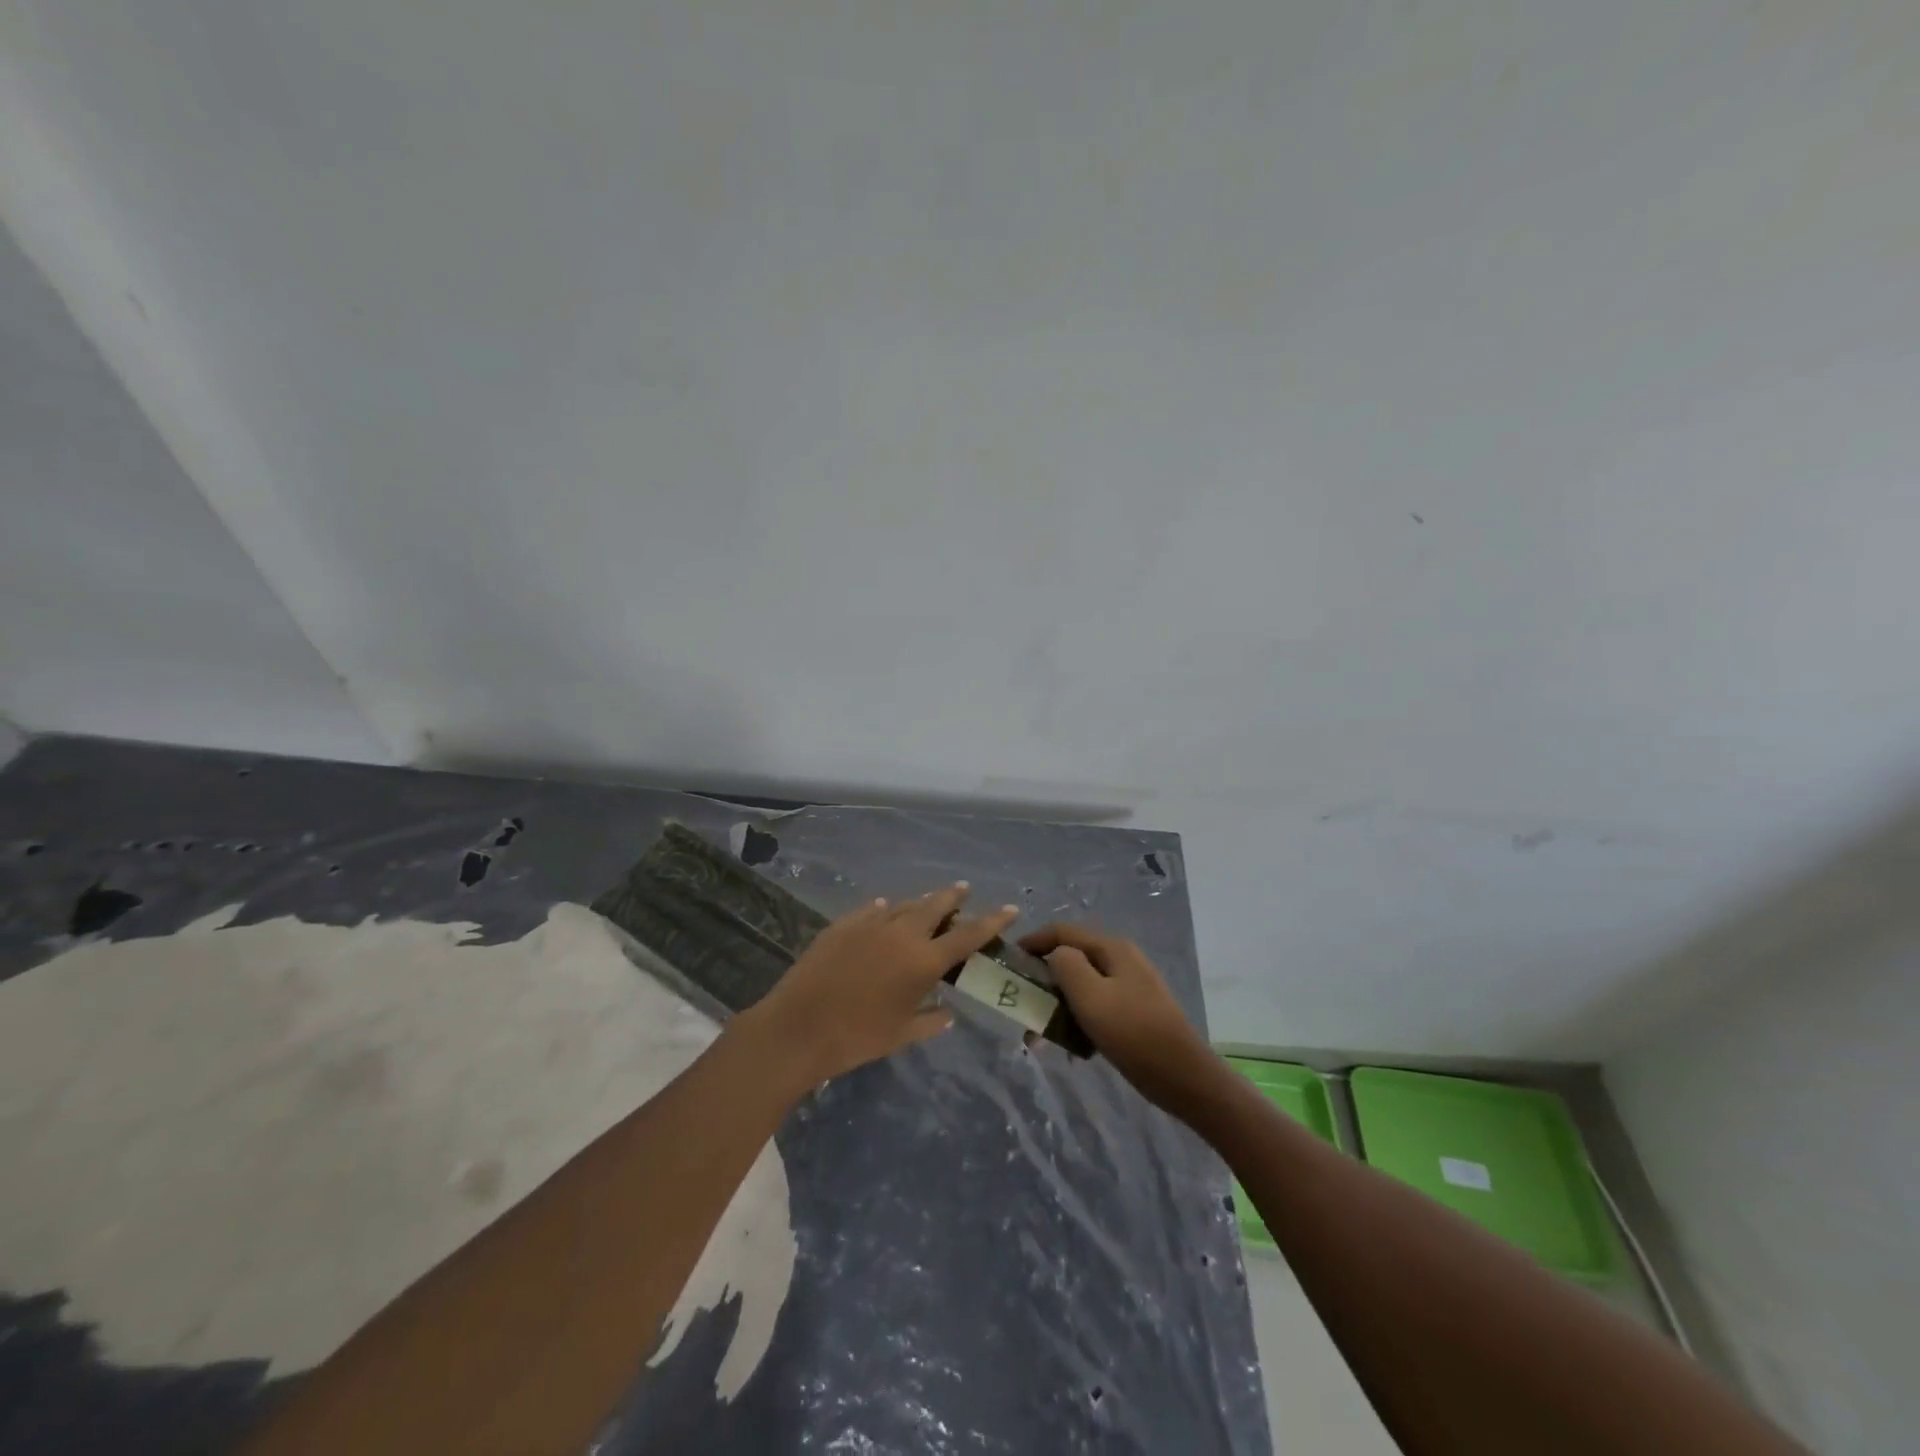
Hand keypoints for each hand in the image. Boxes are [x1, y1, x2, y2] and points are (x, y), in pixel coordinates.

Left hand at [741, 884, 1018, 1088]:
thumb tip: (947, 1012)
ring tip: (928, 903)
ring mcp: (870, 924)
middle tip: (963, 891)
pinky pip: (872, 909)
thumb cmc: (857, 1038)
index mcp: (923, 961)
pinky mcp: (843, 924)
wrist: (799, 1028)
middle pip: (936, 905)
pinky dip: (885, 909)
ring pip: (904, 904)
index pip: (968, 935)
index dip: (992, 920)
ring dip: (920, 902)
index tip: (1011, 907)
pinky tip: (884, 908)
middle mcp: (902, 933)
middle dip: (954, 897)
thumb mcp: (901, 1035)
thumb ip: (930, 1021)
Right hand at [1020, 924, 1217, 1110]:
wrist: (1183, 1076)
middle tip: (1023, 1006)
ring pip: (1082, 987)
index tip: (1008, 962)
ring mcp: (1130, 986)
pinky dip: (1078, 1021)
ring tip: (1040, 1037)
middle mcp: (1121, 960)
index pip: (1062, 932)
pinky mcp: (1134, 1012)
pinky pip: (1096, 1007)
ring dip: (1058, 1007)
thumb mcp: (1090, 995)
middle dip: (1044, 981)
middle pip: (1072, 959)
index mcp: (1112, 948)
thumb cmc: (1133, 1032)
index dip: (1033, 942)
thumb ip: (1066, 965)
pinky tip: (1072, 1048)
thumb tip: (1055, 955)